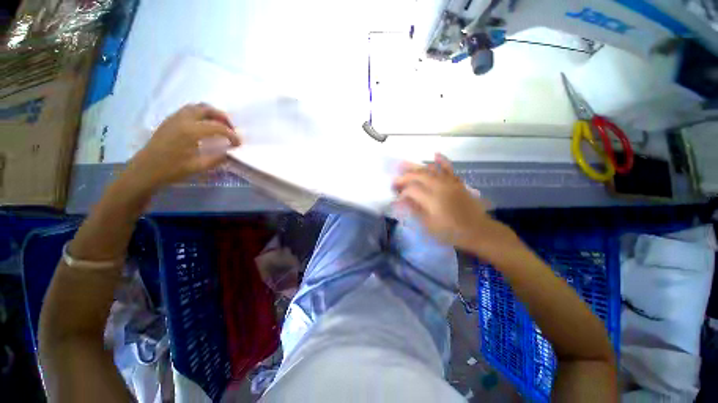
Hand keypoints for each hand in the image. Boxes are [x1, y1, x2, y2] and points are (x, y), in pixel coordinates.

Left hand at [123, 104, 240, 193]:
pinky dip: (201, 114)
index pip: (218, 127)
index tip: (239, 144)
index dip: (232, 135)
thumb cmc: (171, 170)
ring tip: (219, 126)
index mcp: (191, 131)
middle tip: (231, 130)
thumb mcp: (198, 167)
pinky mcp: (170, 121)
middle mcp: (183, 120)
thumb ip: (217, 158)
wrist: (145, 170)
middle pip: (207, 109)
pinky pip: (188, 110)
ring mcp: (174, 118)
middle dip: (223, 118)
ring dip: (211, 114)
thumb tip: (230, 152)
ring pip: (197, 107)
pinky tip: (204, 127)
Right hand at [393, 154, 517, 254]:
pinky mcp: (457, 182)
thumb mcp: (429, 226)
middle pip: (418, 175)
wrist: (478, 231)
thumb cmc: (451, 232)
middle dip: (404, 176)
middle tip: (396, 180)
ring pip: (430, 169)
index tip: (396, 197)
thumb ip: (414, 211)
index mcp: (431, 199)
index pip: (411, 190)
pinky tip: (435, 154)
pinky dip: (441, 160)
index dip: (401, 192)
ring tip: (405, 166)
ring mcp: (449, 183)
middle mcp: (439, 187)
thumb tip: (401, 201)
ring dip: (416, 167)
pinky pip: (449, 168)